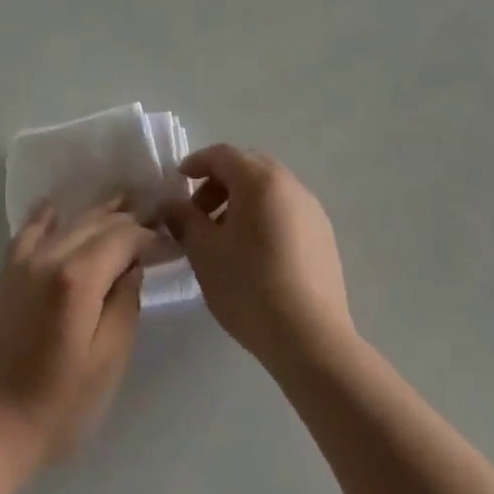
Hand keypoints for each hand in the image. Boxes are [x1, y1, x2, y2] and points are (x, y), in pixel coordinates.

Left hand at [0, 199, 155, 475]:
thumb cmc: (57, 407)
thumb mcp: (108, 362)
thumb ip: (126, 305)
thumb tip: (134, 266)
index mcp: (78, 278)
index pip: (125, 236)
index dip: (152, 236)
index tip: (174, 242)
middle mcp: (51, 256)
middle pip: (98, 222)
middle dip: (130, 219)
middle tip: (158, 219)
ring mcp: (25, 261)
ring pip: (70, 221)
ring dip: (100, 212)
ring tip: (126, 206)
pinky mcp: (8, 272)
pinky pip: (32, 229)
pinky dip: (51, 215)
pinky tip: (60, 207)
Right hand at [161, 145, 353, 375]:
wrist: (311, 339)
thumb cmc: (249, 286)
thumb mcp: (204, 252)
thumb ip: (184, 219)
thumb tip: (169, 205)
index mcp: (259, 179)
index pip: (222, 154)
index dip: (196, 163)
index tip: (178, 181)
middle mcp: (290, 184)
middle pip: (248, 167)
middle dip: (219, 183)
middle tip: (199, 213)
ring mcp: (312, 209)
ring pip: (269, 190)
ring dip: (242, 201)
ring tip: (224, 238)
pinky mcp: (324, 236)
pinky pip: (286, 211)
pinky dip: (264, 217)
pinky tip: (254, 253)